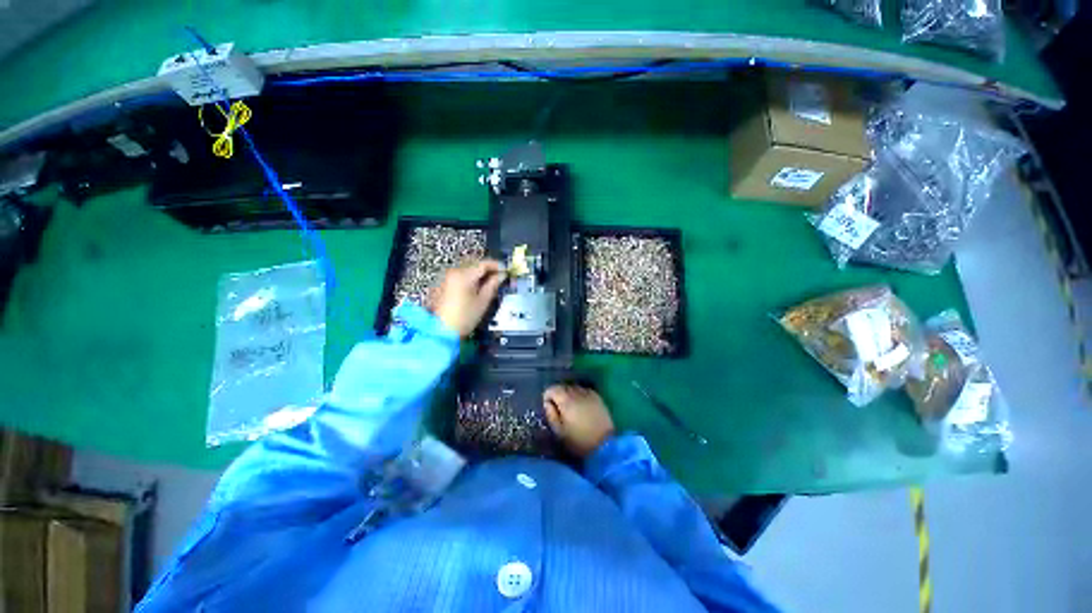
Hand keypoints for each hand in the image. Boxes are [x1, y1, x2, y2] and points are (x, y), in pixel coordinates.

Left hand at [431, 260, 505, 337]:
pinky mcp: (442, 284)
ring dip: (478, 272)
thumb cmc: (465, 317)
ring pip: (466, 269)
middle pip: (474, 264)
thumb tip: (501, 275)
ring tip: (488, 282)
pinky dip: (469, 277)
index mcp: (464, 275)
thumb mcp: (483, 301)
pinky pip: (459, 275)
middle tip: (499, 276)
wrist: (441, 331)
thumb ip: (493, 285)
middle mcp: (453, 272)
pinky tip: (475, 287)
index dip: (497, 265)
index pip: (484, 264)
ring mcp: (446, 277)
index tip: (506, 269)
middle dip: (487, 268)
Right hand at [543, 385, 615, 458]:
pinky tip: (581, 405)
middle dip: (558, 394)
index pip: (552, 389)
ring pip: (574, 387)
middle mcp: (577, 393)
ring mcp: (589, 394)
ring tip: (570, 406)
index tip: (548, 406)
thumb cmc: (578, 441)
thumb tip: (547, 403)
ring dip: (569, 394)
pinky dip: (580, 395)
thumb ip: (551, 415)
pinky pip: (585, 390)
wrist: (605, 446)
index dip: (547, 396)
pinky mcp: (598, 398)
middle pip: (563, 386)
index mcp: (566, 400)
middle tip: (558, 407)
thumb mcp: (559, 432)